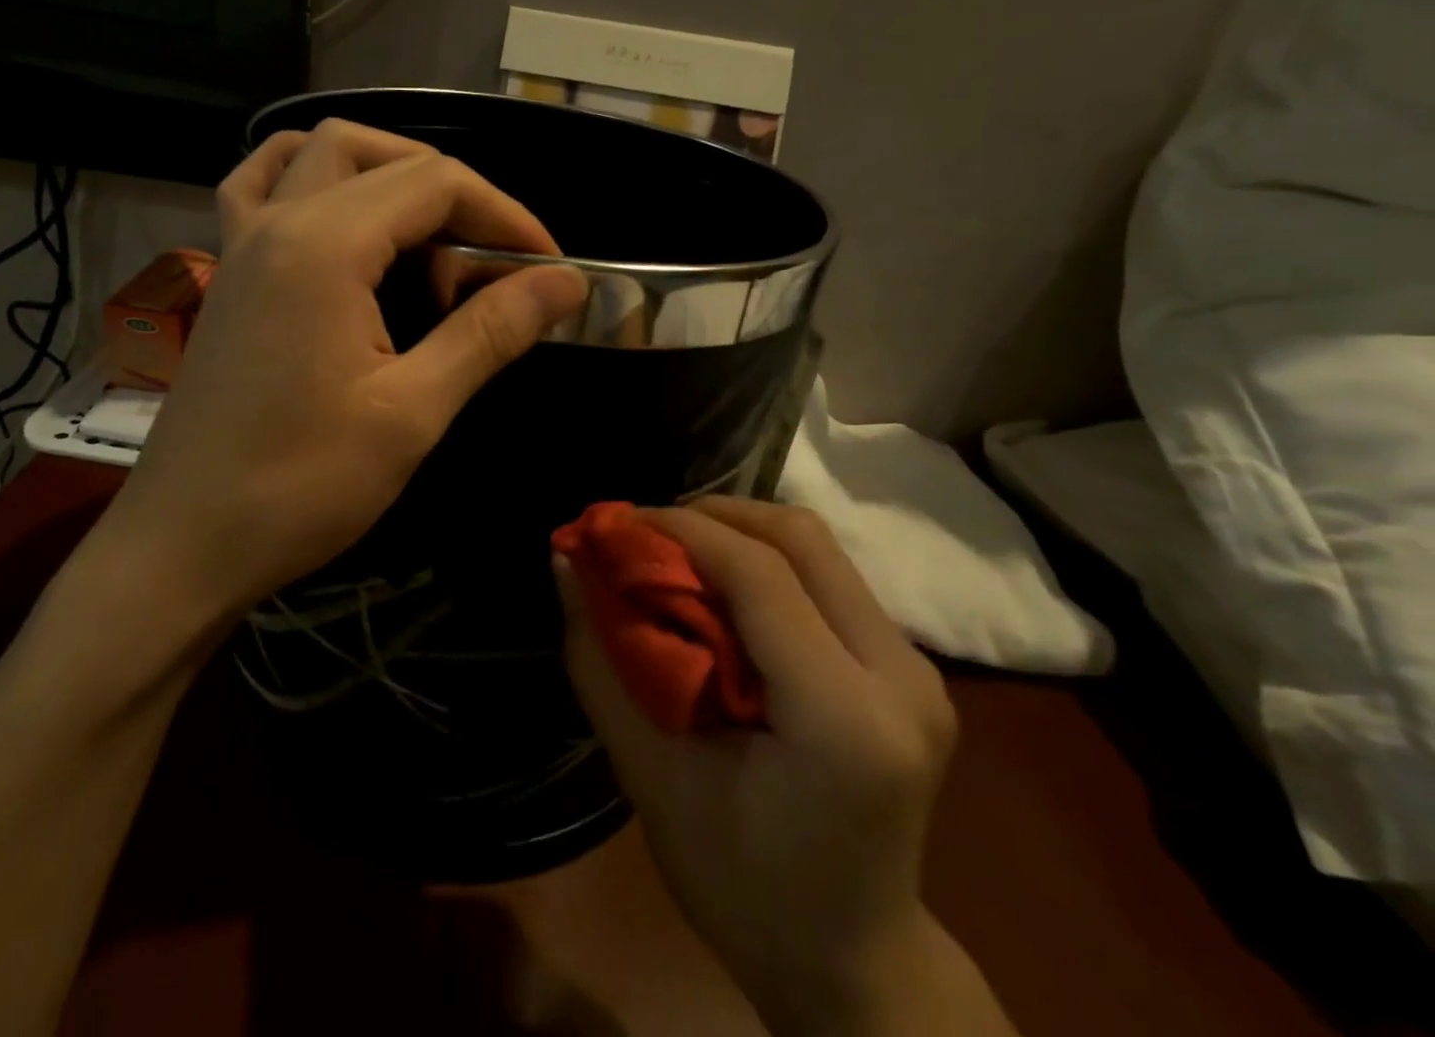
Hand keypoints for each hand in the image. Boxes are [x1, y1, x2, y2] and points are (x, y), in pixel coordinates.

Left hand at [97, 119, 587, 620]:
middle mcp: (277, 221)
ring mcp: (242, 243)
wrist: (183, 546)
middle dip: (458, 196)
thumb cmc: (300, 485)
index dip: (506, 216)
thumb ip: (490, 332)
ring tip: (431, 230)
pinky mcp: (228, 274)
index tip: (550, 268)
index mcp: (324, 245)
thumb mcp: (412, 411)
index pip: (435, 184)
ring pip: (321, 154)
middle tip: (497, 259)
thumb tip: (566, 282)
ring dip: (388, 171)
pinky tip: (341, 218)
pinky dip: (313, 179)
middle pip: (385, 160)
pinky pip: (263, 186)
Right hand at [557, 498, 966, 1034]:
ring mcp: (919, 671)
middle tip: (647, 534)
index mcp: (844, 717)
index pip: (759, 574)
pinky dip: (768, 565)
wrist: (856, 968)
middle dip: (713, 516)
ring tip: (677, 555)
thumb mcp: (651, 776)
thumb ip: (601, 659)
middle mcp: (901, 677)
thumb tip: (564, 562)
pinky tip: (724, 593)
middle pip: (802, 538)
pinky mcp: (914, 670)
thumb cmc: (742, 887)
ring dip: (740, 535)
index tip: (617, 523)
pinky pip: (831, 580)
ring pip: (820, 549)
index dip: (680, 530)